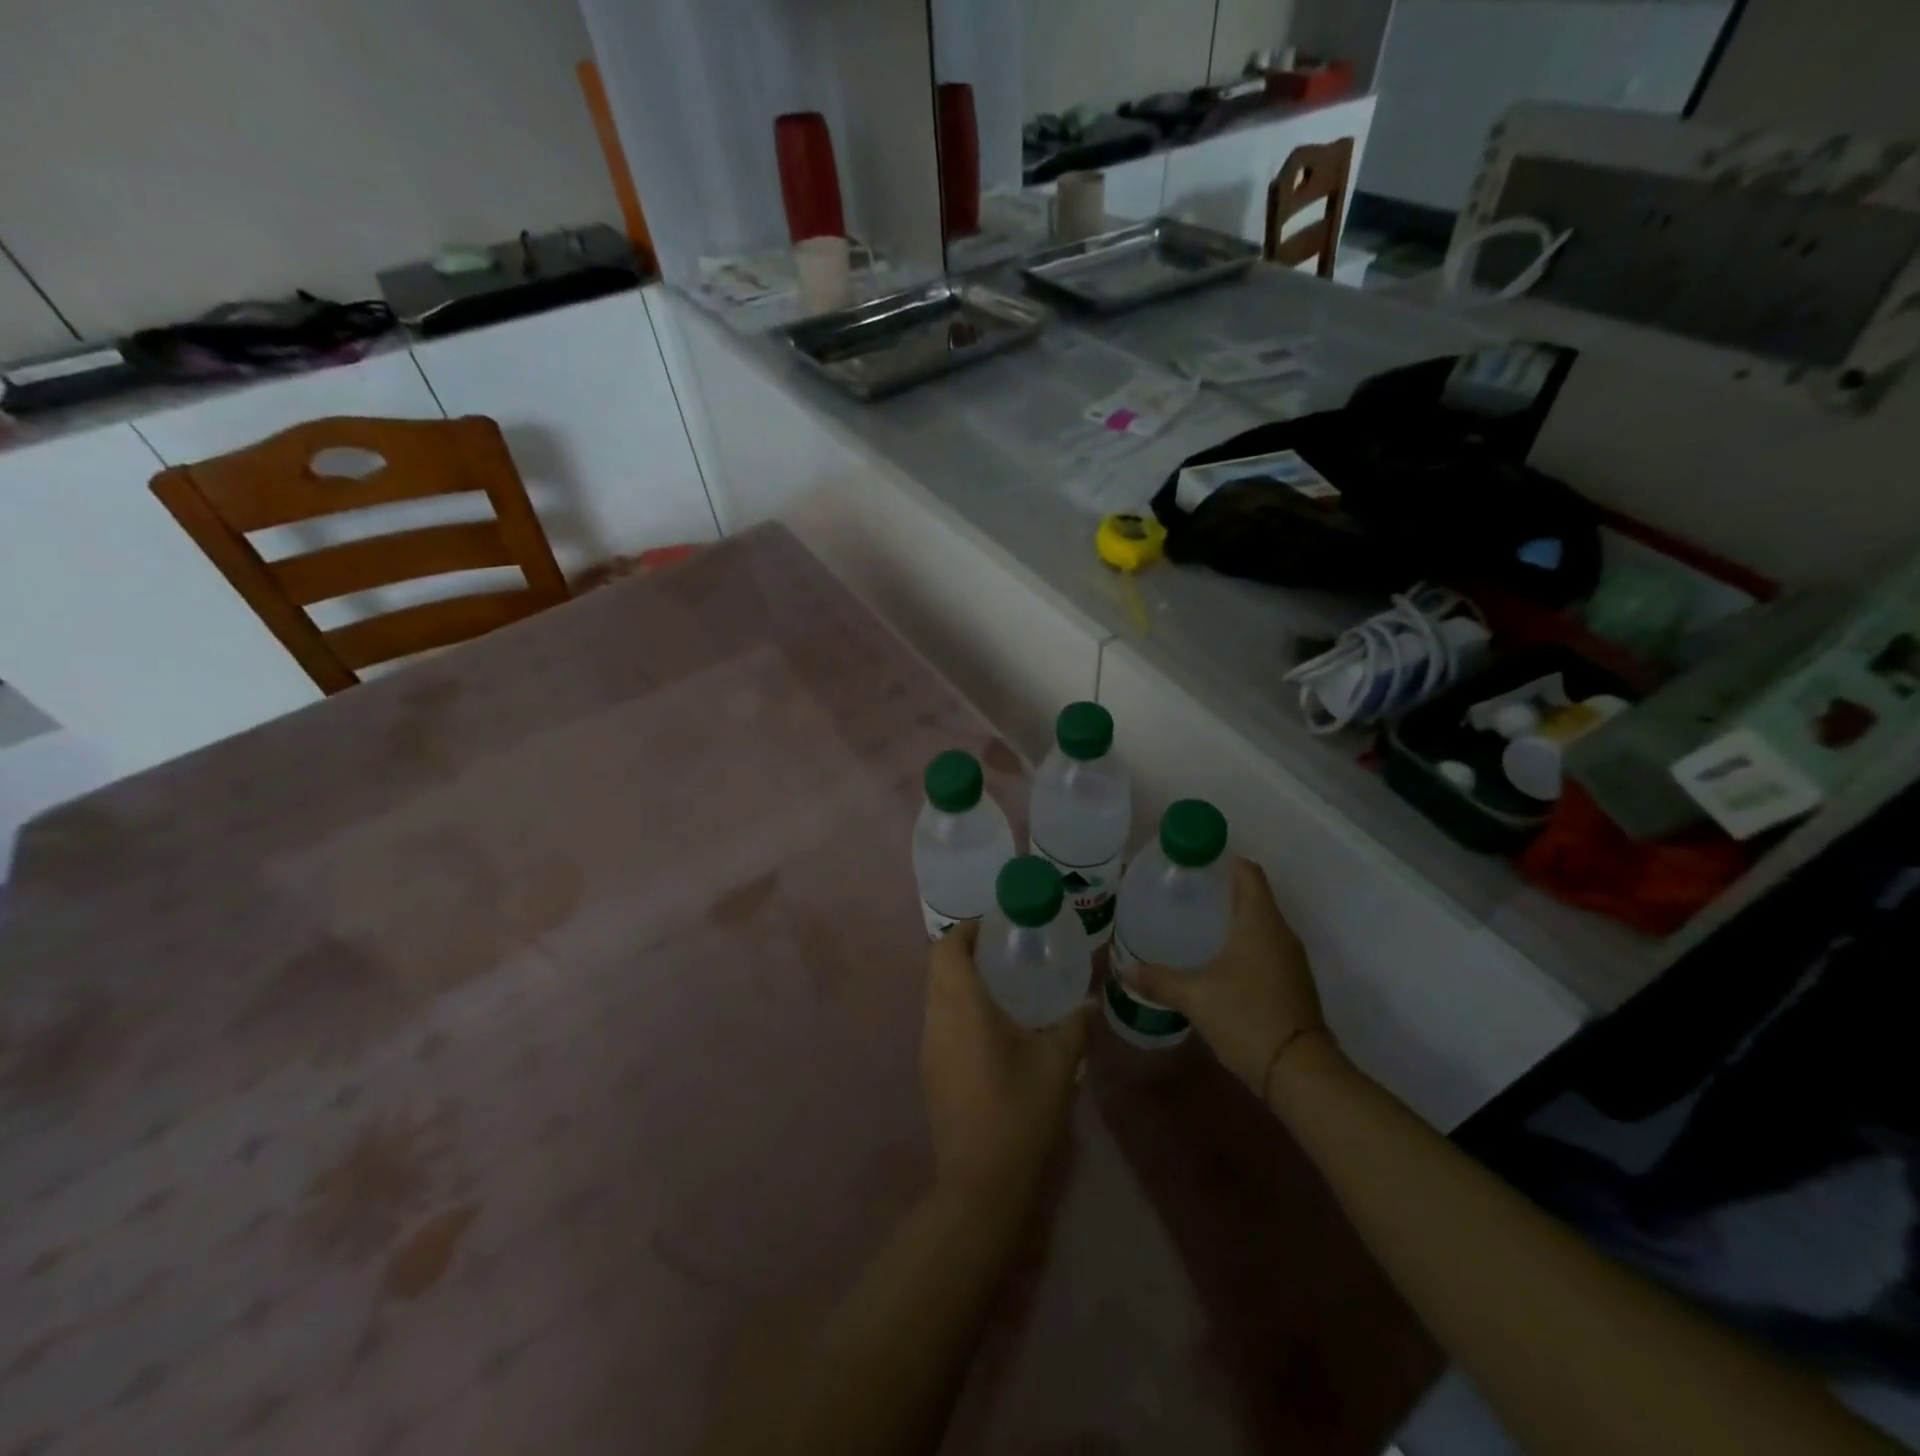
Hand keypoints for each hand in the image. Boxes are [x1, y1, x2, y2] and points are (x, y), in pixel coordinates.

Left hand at [923, 921, 1090, 1204]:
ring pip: (935, 993)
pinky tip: (990, 1025)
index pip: (947, 948)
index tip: (996, 927)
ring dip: (959, 978)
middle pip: (938, 966)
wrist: (980, 1184)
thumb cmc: (1020, 1114)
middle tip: (1003, 951)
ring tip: (1000, 984)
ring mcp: (928, 1045)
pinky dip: (956, 1005)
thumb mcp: (1058, 1066)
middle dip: (965, 950)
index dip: (966, 929)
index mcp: (963, 1007)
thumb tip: (1088, 1003)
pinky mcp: (929, 1069)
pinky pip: (937, 1018)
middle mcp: (937, 1018)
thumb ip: (1073, 1027)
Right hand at [1123, 858, 1327, 1099]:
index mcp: (1260, 921)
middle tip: (1184, 893)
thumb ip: (1158, 980)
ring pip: (1260, 924)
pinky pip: (1266, 948)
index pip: (1248, 872)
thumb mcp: (1195, 997)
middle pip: (1254, 895)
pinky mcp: (1293, 983)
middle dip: (1222, 890)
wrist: (1300, 1073)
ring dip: (1233, 920)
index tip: (1194, 862)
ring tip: (1195, 925)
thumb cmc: (1247, 1017)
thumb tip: (1123, 970)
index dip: (1224, 860)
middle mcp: (1280, 932)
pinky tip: (1218, 962)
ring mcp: (1291, 959)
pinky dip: (1243, 945)